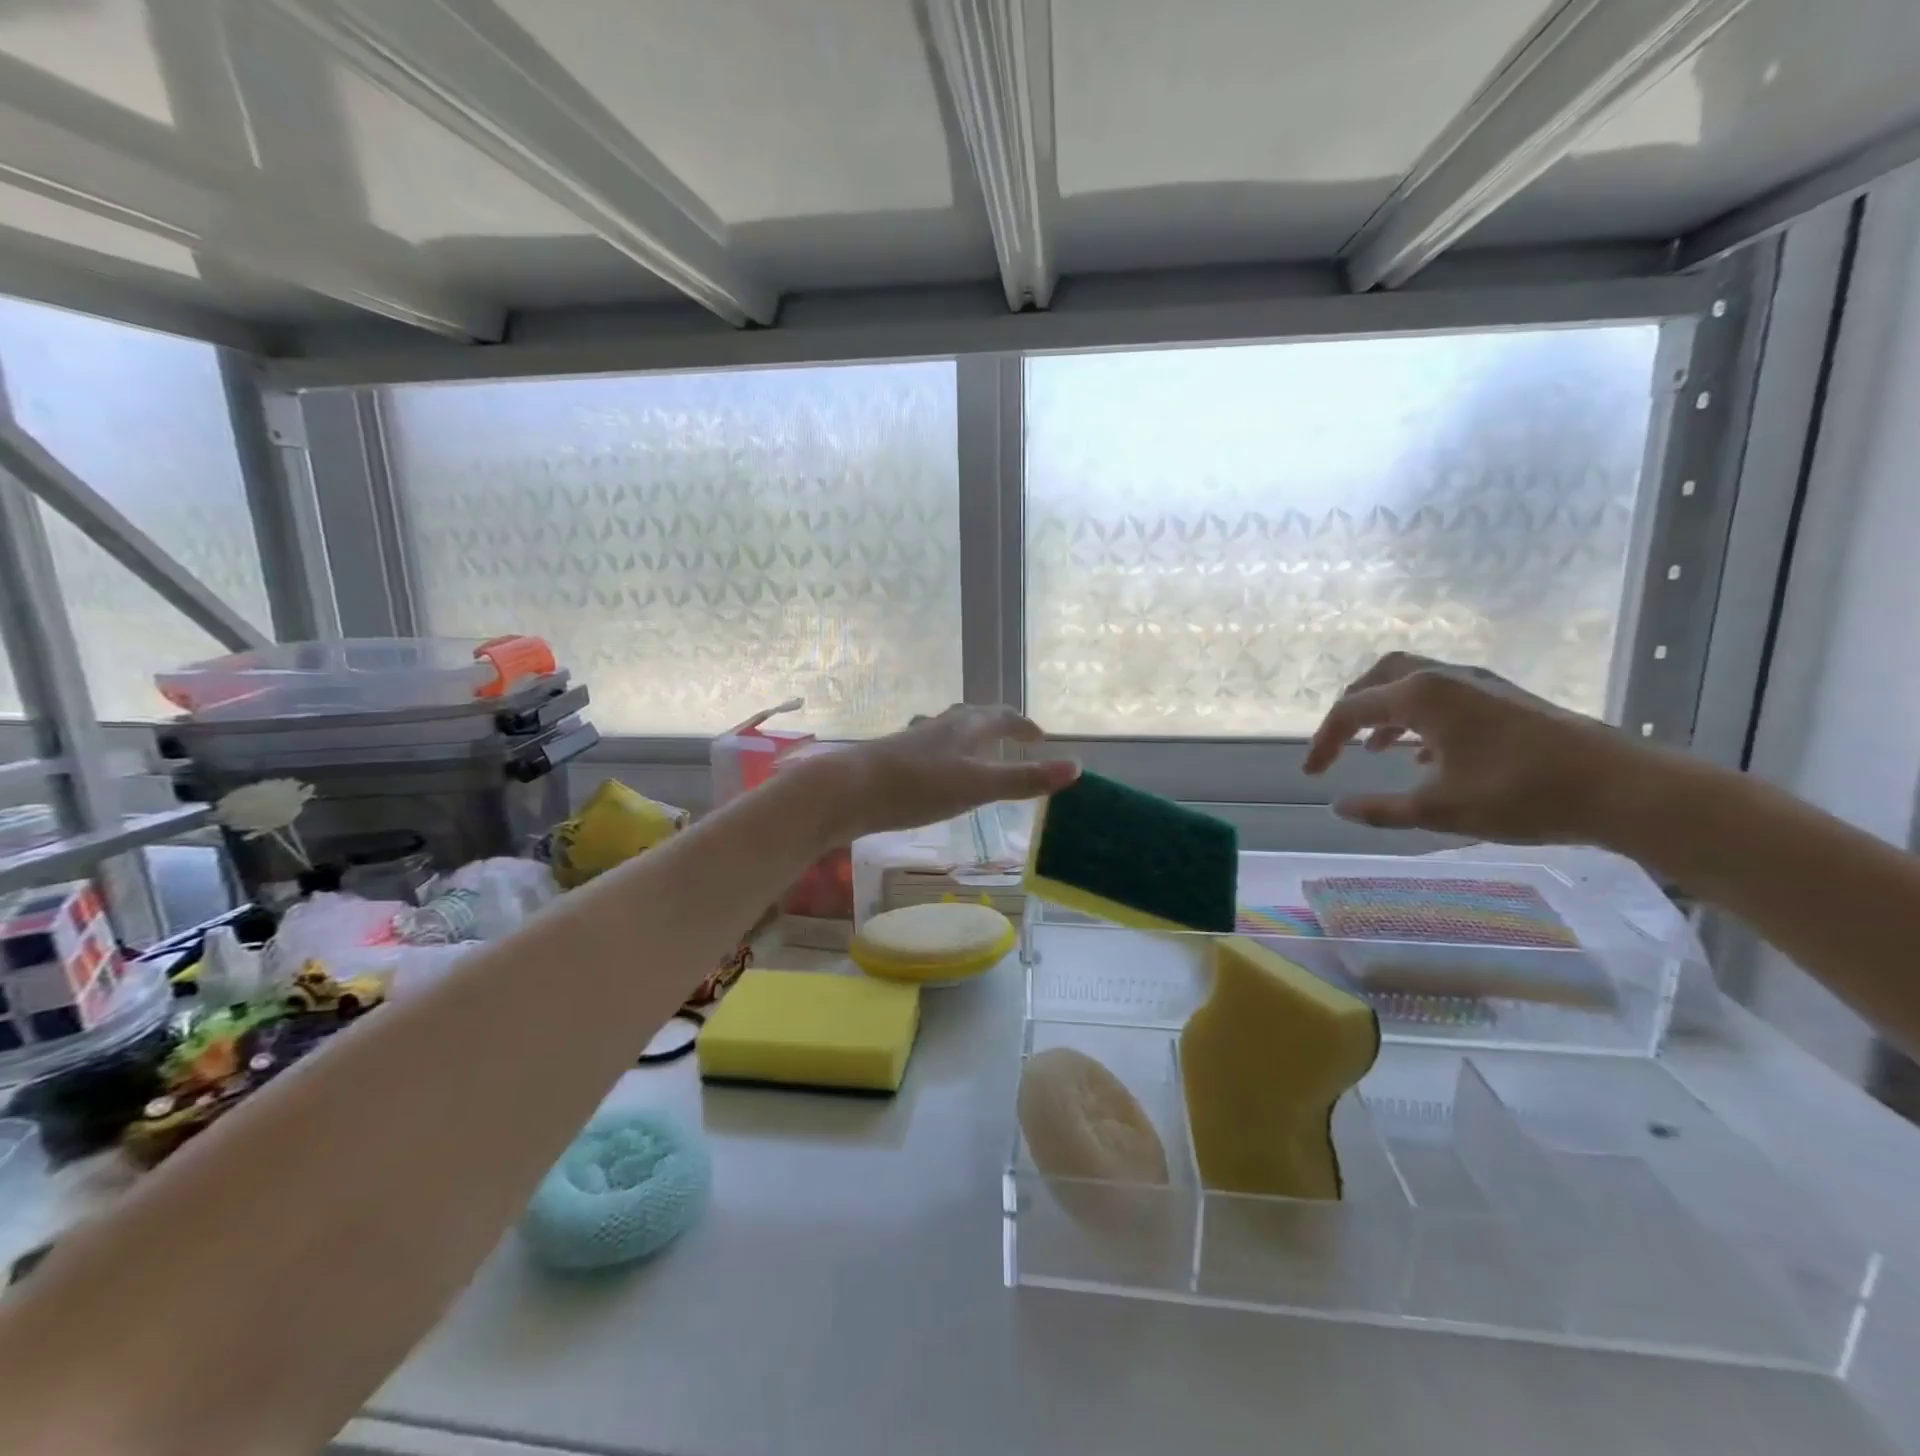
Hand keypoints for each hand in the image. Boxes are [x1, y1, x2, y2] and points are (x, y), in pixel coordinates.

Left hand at [804, 705, 1079, 841]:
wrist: (848, 791)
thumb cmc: (917, 786)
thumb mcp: (978, 786)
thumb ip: (1024, 779)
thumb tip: (1076, 768)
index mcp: (965, 726)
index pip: (1003, 716)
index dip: (1024, 725)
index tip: (1041, 736)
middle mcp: (941, 726)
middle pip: (974, 715)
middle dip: (997, 723)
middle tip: (1014, 735)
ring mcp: (914, 741)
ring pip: (949, 729)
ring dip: (969, 734)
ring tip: (977, 746)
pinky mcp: (894, 758)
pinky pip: (930, 748)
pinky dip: (946, 752)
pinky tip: (935, 770)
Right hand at [1302, 652, 1648, 843]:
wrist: (1622, 788)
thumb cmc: (1520, 795)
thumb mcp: (1438, 809)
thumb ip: (1380, 808)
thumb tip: (1338, 806)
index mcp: (1421, 696)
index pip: (1351, 710)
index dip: (1324, 741)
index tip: (1312, 774)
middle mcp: (1445, 677)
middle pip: (1379, 676)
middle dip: (1352, 708)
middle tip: (1339, 742)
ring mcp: (1479, 683)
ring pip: (1414, 682)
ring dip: (1386, 711)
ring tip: (1375, 749)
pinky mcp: (1505, 697)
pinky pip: (1443, 695)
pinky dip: (1419, 717)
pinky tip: (1425, 753)